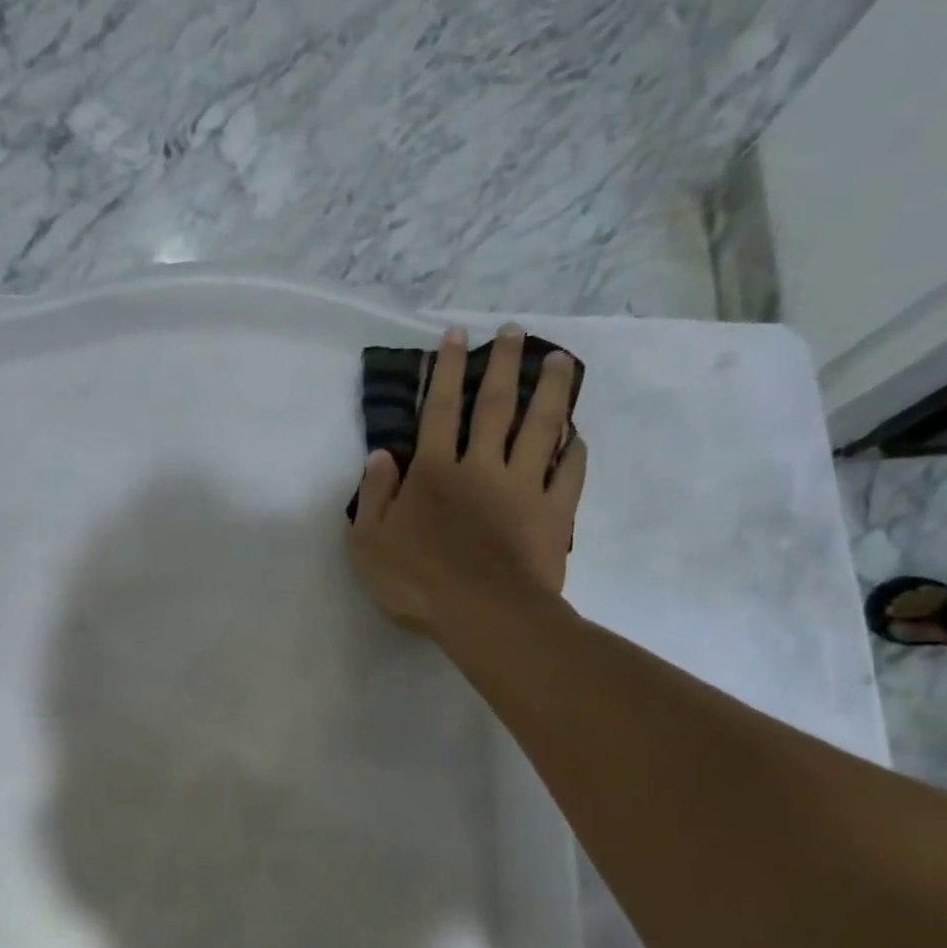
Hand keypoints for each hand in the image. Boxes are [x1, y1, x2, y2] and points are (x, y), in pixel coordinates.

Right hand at [349, 324, 586, 636]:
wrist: (484, 615)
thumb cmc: (417, 582)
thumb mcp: (369, 543)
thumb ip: (375, 496)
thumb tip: (381, 455)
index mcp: (434, 472)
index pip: (439, 411)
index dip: (446, 371)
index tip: (455, 336)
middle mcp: (480, 467)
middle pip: (495, 406)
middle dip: (503, 365)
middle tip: (515, 332)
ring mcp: (522, 488)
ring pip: (540, 428)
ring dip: (550, 391)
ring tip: (561, 359)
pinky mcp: (552, 513)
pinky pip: (567, 473)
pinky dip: (573, 450)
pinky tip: (577, 435)